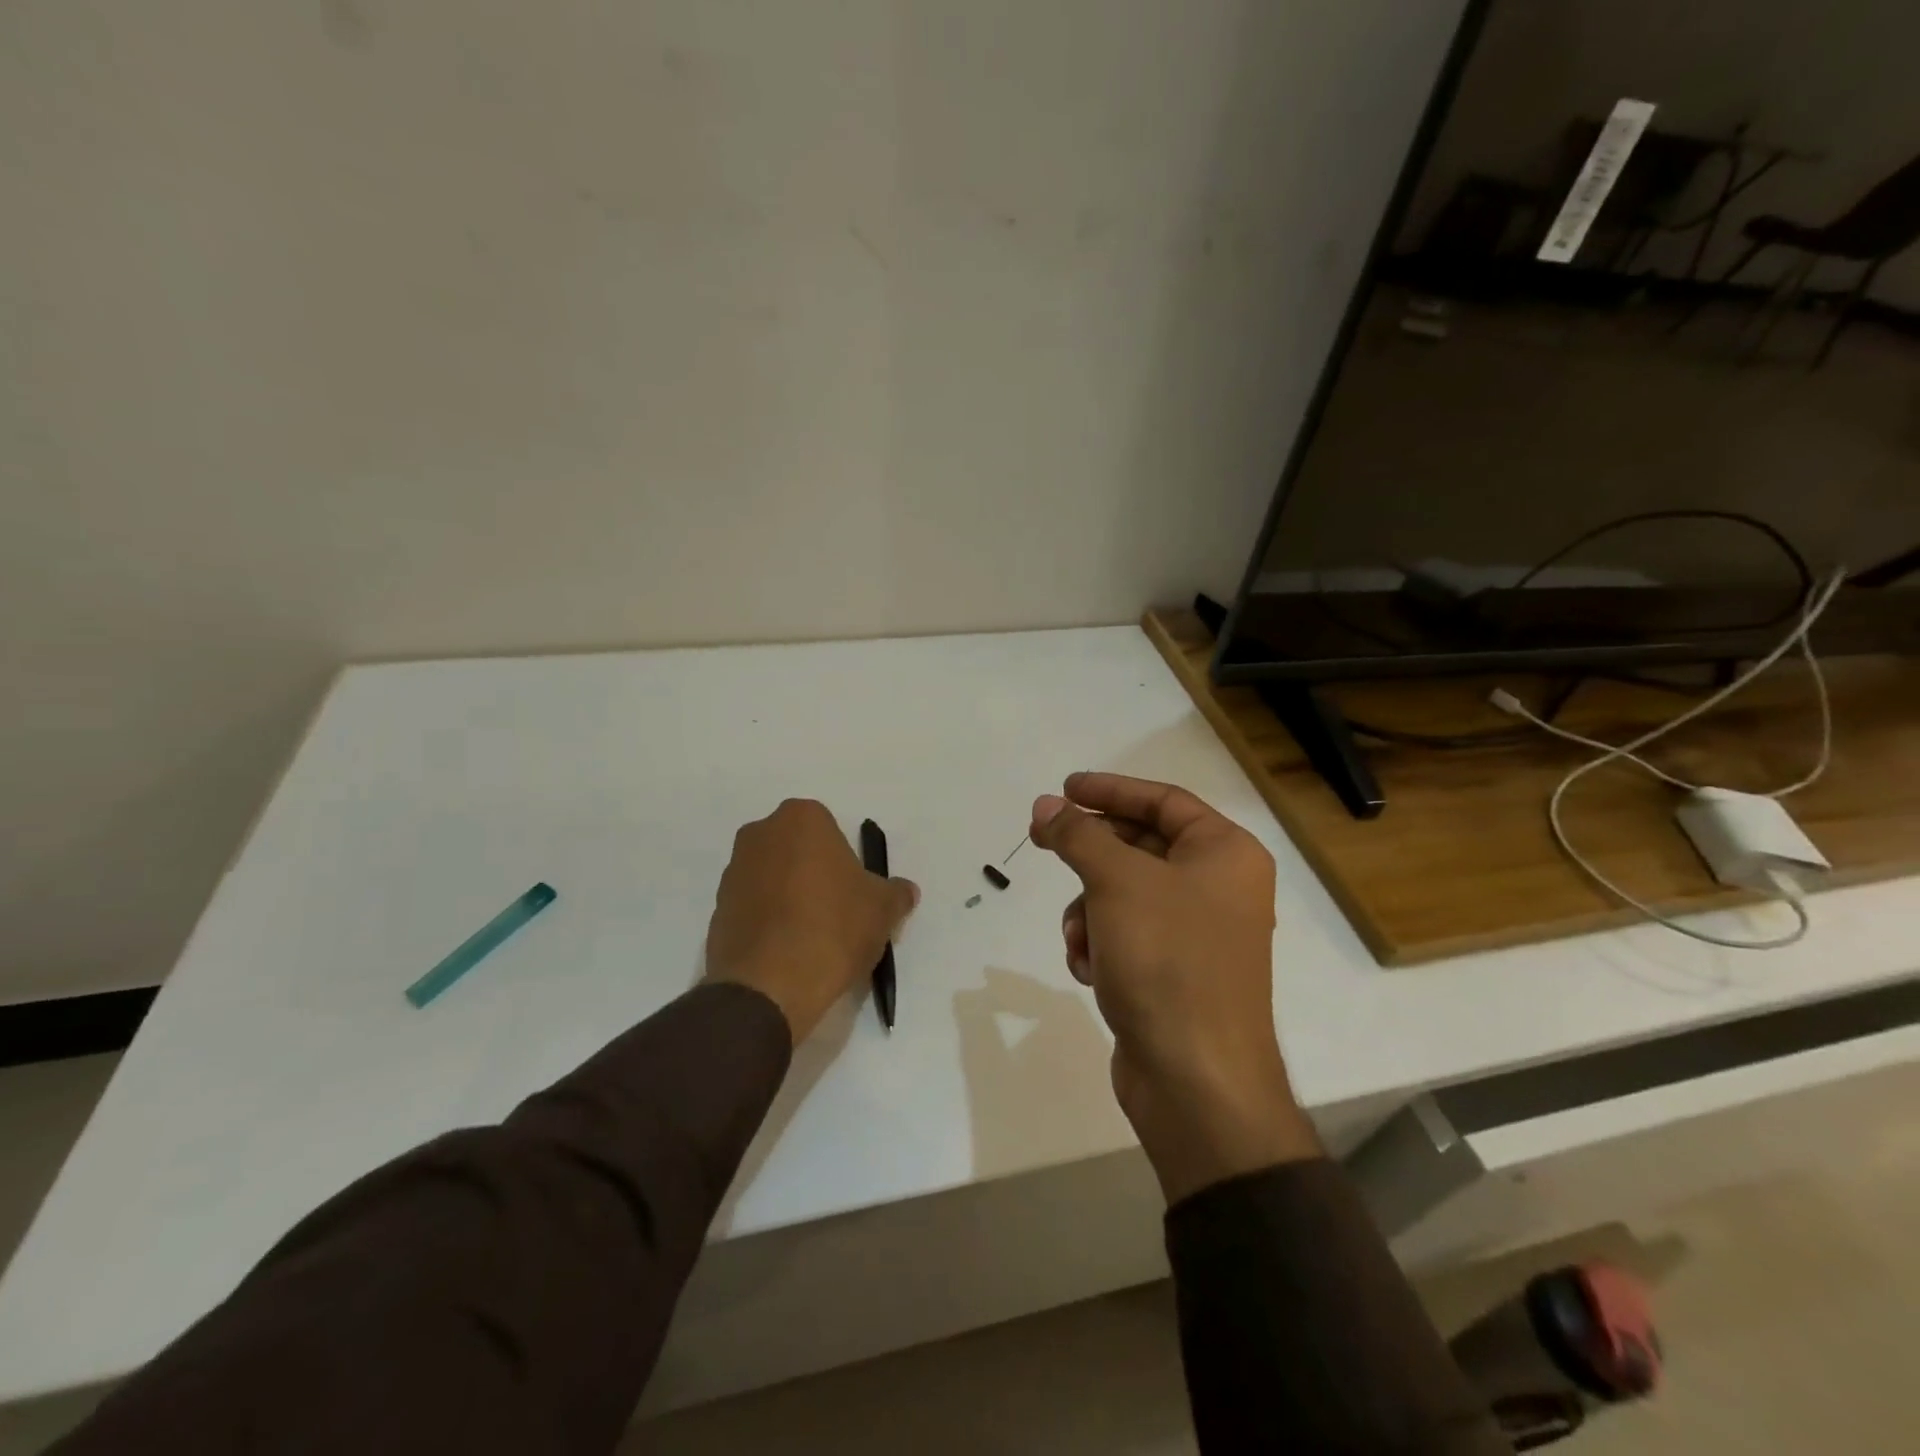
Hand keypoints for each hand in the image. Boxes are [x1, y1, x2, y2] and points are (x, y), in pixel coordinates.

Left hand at [705, 800, 918, 1042]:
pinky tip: (787, 952)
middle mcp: (761, 834)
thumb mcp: (882, 909)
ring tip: (811, 938)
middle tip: (836, 912)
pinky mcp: (717, 910)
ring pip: (773, 877)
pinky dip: (769, 922)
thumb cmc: (833, 928)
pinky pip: (753, 907)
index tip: (854, 893)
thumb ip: (896, 893)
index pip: (829, 830)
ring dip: (789, 897)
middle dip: (814, 874)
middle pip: (797, 850)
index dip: (845, 861)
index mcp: (802, 819)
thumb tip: (905, 891)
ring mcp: (733, 872)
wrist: (769, 986)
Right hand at [1032, 772, 1317, 1202]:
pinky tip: (1091, 970)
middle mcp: (1219, 887)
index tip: (1063, 788)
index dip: (1110, 789)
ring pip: (1125, 895)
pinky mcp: (1175, 974)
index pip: (1162, 800)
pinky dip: (1101, 945)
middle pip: (1141, 846)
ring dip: (1089, 910)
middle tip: (1042, 842)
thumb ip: (1078, 835)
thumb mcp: (1116, 882)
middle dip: (1091, 856)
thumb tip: (1045, 805)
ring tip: (1079, 938)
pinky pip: (1127, 936)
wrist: (1196, 1081)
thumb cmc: (1166, 959)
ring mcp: (1199, 934)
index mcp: (1225, 853)